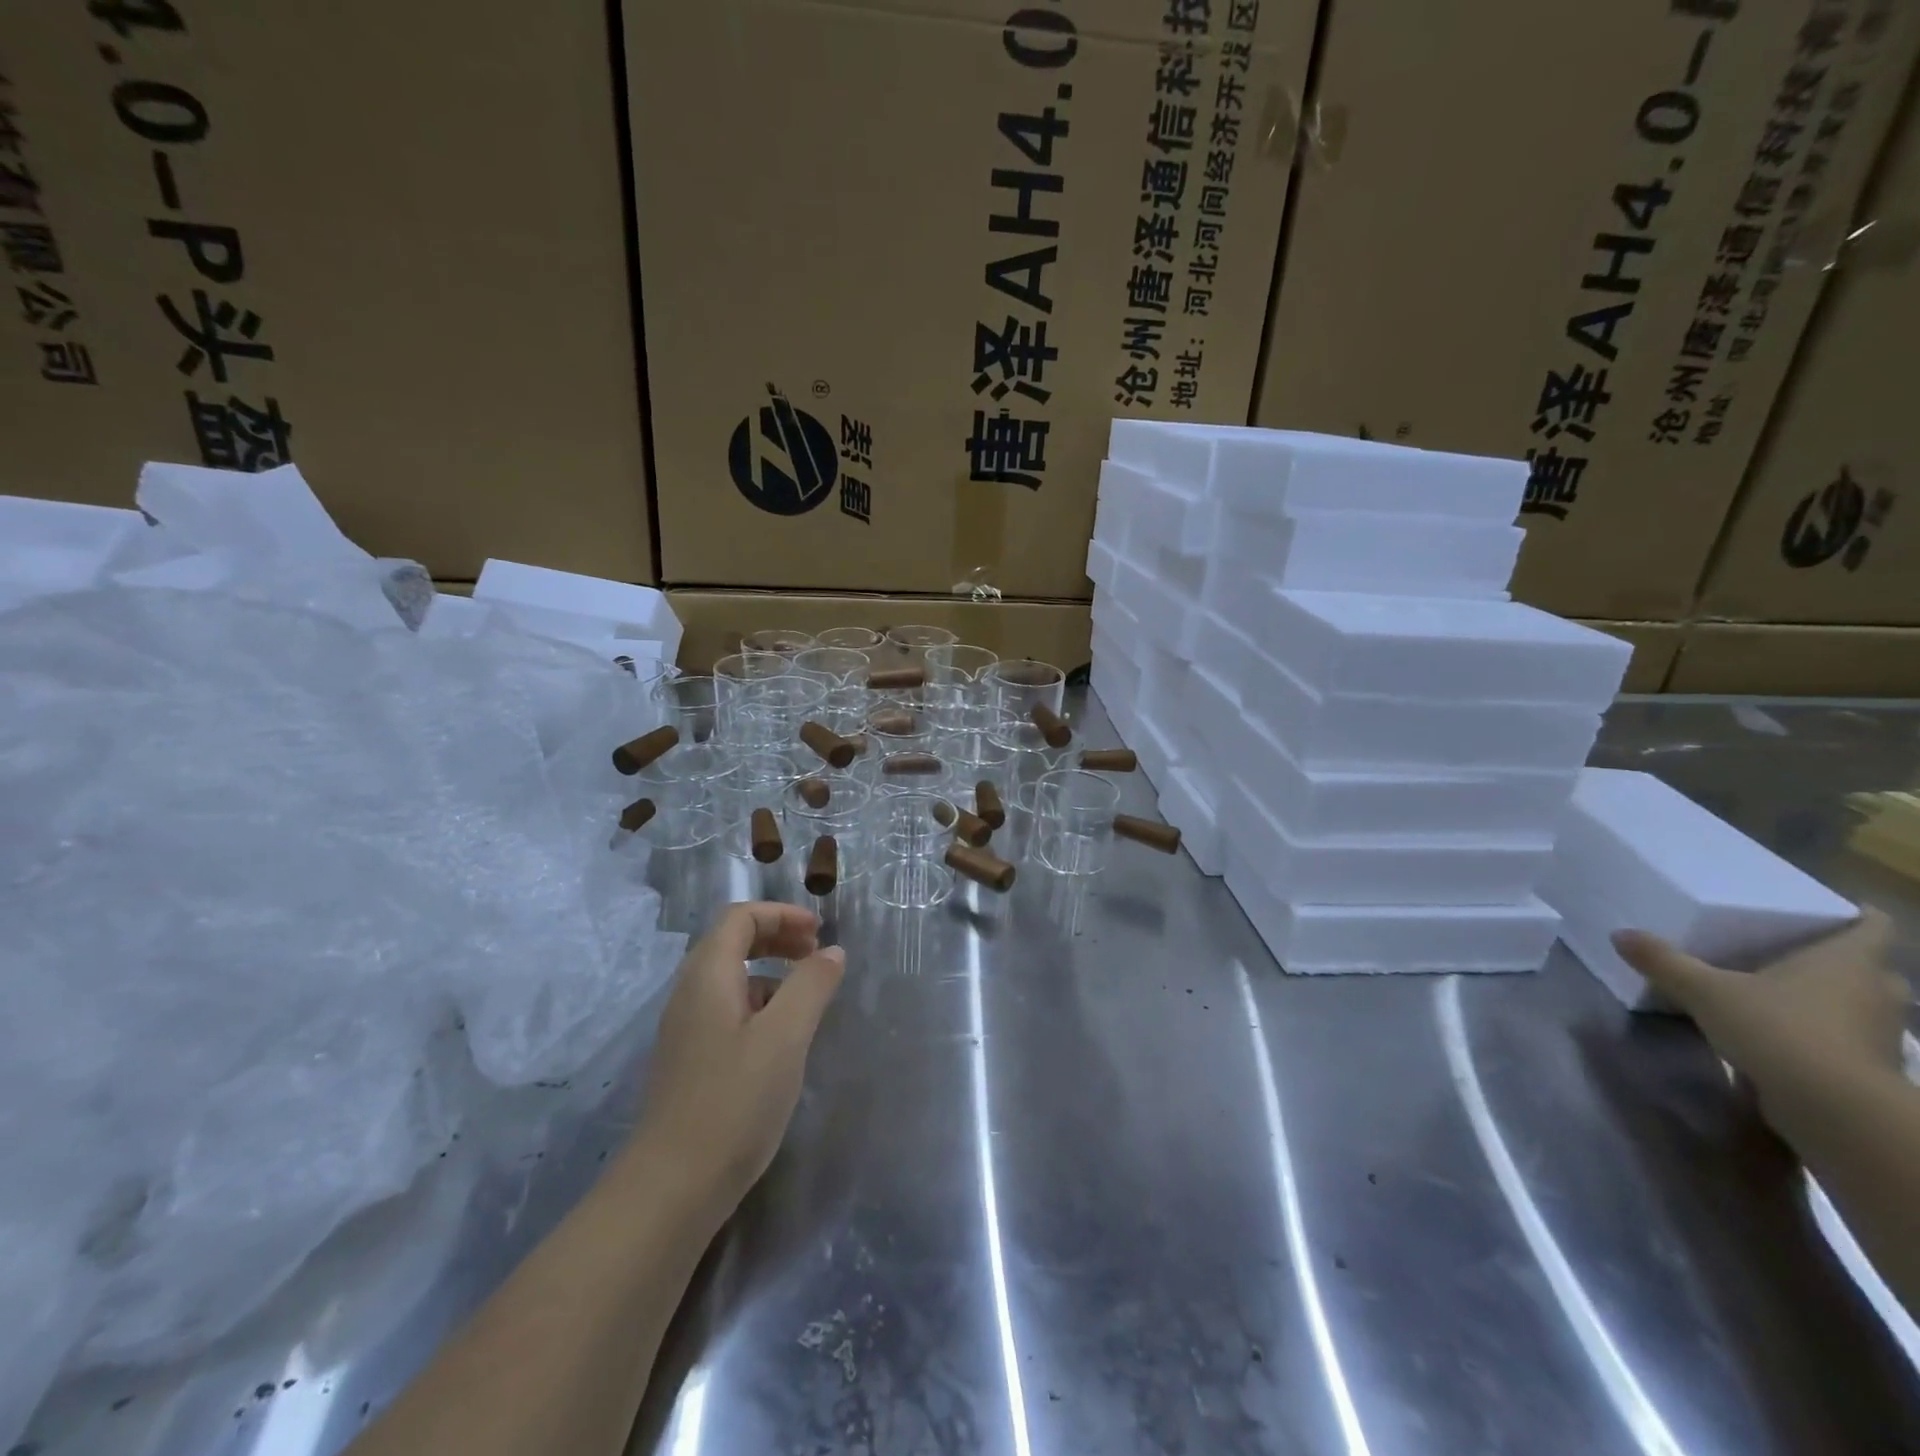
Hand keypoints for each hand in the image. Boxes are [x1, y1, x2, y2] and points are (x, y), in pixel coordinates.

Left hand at [631, 902, 844, 1221]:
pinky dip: (759, 1005)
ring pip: (730, 979)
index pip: (740, 917)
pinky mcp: (690, 1063)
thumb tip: (831, 952)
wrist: (671, 1189)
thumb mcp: (785, 1036)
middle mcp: (689, 994)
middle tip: (817, 954)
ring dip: (770, 973)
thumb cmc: (734, 1101)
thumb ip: (811, 985)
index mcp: (707, 976)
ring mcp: (685, 1031)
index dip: (781, 914)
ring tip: (808, 998)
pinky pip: (726, 1011)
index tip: (820, 932)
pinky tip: (782, 1040)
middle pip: (731, 942)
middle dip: (777, 938)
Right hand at [1613, 909, 1906, 1122]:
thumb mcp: (1704, 990)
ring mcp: (1879, 1032)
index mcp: (1847, 959)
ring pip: (1859, 1002)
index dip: (1855, 912)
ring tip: (1777, 989)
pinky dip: (1822, 1031)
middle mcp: (1875, 990)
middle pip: (1867, 964)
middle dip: (1836, 958)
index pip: (1873, 923)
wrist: (1835, 1111)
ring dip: (1829, 997)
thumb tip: (1620, 934)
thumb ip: (1663, 961)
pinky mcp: (1869, 1066)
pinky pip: (1846, 1035)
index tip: (1828, 907)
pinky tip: (1781, 1032)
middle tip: (1787, 948)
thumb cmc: (1779, 1029)